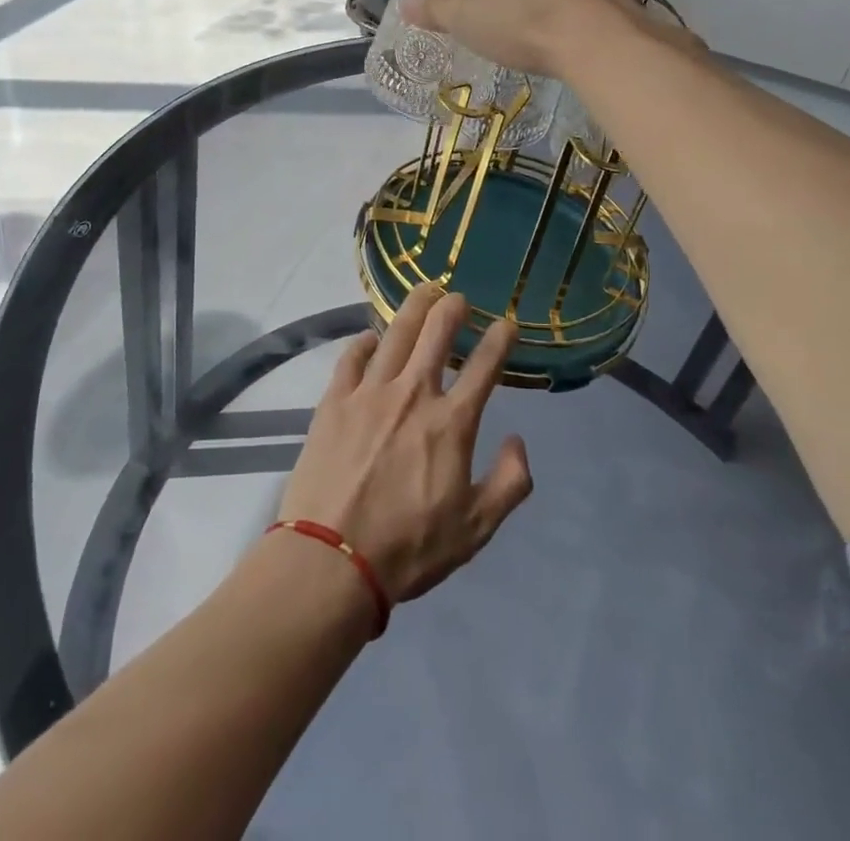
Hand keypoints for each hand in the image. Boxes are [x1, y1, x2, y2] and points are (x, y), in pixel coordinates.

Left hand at [278, 285, 532, 602]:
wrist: (331, 559)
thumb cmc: (409, 548)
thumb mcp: (475, 530)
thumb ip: (509, 483)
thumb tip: (518, 440)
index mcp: (451, 423)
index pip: (484, 368)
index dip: (499, 340)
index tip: (506, 324)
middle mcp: (413, 394)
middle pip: (436, 334)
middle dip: (452, 308)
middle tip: (458, 296)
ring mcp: (369, 392)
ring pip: (395, 334)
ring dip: (414, 308)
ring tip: (424, 291)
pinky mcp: (334, 400)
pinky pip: (352, 357)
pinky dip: (365, 342)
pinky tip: (371, 337)